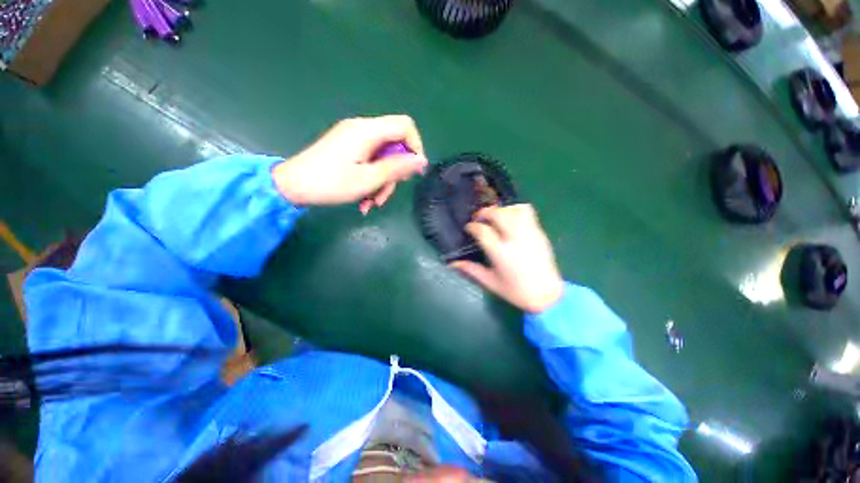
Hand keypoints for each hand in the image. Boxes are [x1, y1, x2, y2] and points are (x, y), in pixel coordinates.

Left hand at [273, 115, 427, 213]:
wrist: (292, 186)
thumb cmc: (331, 183)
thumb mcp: (369, 179)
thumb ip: (397, 168)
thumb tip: (422, 160)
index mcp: (368, 131)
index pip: (405, 126)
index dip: (416, 146)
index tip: (414, 171)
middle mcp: (362, 129)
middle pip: (394, 146)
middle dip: (394, 173)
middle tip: (385, 196)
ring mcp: (353, 138)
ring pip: (383, 157)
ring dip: (382, 182)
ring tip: (371, 203)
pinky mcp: (347, 148)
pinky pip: (370, 160)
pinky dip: (371, 179)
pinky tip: (364, 198)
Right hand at [451, 205, 563, 313]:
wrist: (548, 296)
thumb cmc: (516, 292)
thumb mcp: (490, 282)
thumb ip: (471, 270)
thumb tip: (453, 263)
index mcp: (501, 253)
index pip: (483, 231)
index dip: (472, 226)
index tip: (469, 228)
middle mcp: (515, 239)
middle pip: (498, 214)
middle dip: (485, 212)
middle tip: (479, 218)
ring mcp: (530, 234)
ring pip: (514, 209)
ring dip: (502, 210)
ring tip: (496, 218)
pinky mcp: (540, 233)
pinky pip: (528, 212)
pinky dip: (516, 210)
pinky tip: (511, 220)